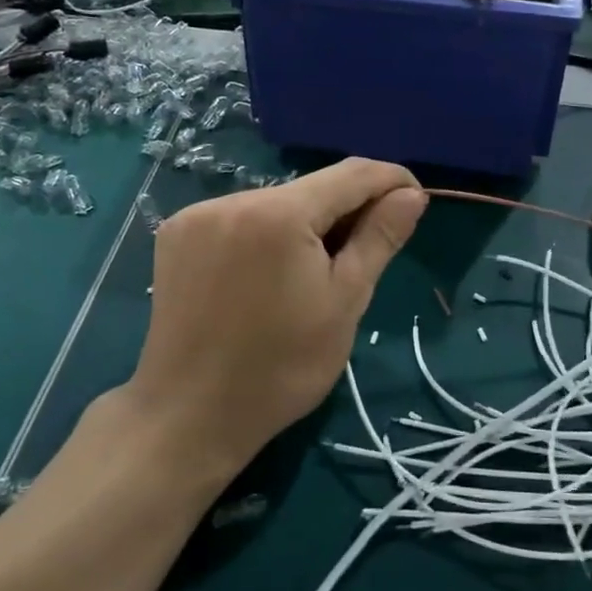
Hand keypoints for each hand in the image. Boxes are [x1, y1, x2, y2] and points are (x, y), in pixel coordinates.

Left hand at [124, 159, 425, 480]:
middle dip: (347, 208)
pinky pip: (241, 216)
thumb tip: (411, 194)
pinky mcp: (177, 234)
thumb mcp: (345, 302)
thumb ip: (379, 238)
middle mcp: (234, 199)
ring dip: (307, 222)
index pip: (352, 174)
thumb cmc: (281, 367)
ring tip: (317, 271)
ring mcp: (198, 214)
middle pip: (311, 187)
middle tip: (368, 252)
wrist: (189, 416)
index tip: (414, 200)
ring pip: (276, 201)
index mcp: (279, 214)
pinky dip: (268, 232)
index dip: (390, 180)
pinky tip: (270, 273)